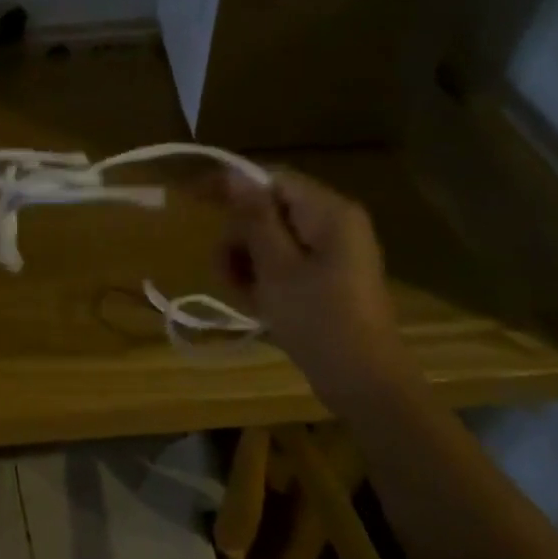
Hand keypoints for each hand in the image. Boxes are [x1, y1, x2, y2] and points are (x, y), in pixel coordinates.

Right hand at [220, 167, 410, 404]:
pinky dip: (264, 278)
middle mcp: (335, 224)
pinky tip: (255, 304)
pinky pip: (286, 263)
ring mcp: (333, 253)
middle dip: (239, 238)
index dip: (231, 186)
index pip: (272, 179)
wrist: (364, 384)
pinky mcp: (328, 279)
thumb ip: (254, 217)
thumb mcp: (276, 266)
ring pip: (272, 240)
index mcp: (330, 213)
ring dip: (247, 262)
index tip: (193, 200)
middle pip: (270, 211)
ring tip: (240, 295)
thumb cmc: (318, 320)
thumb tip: (234, 174)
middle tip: (223, 272)